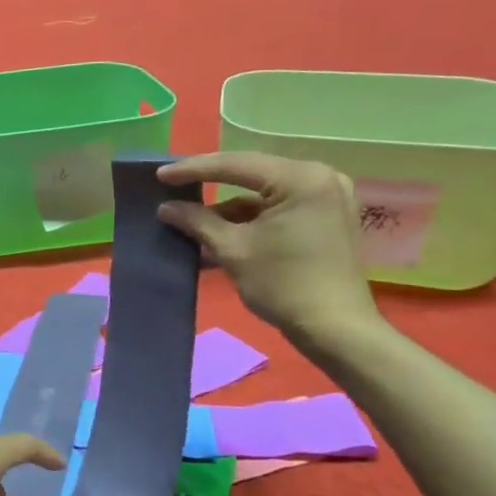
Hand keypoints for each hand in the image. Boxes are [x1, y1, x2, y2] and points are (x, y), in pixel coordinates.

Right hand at [155, 151, 380, 341]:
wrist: (335, 330)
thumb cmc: (283, 285)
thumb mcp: (233, 250)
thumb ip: (197, 221)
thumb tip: (166, 208)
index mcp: (301, 179)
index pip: (236, 165)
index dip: (193, 169)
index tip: (160, 175)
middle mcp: (320, 177)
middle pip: (251, 174)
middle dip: (210, 184)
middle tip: (173, 185)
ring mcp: (327, 196)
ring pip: (263, 192)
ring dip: (228, 207)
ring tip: (190, 217)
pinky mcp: (327, 216)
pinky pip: (278, 206)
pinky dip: (249, 218)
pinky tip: (218, 231)